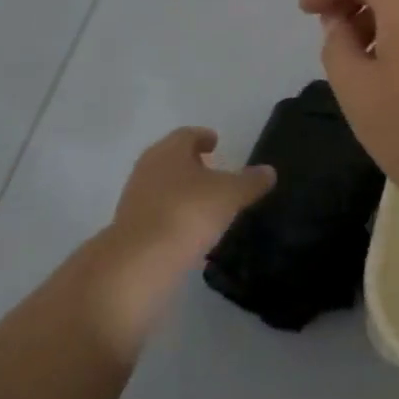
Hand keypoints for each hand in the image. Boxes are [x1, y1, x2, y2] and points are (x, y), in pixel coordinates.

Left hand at [109, 127, 274, 266]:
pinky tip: (187, 230)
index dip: (203, 137)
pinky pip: (156, 212)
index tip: (215, 142)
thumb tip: (269, 171)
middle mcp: (148, 167)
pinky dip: (172, 214)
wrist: (138, 263)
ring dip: (180, 189)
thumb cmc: (187, 213)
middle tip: (212, 171)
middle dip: (191, 163)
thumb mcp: (229, 195)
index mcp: (170, 150)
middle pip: (171, 158)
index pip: (188, 134)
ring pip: (162, 185)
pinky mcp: (129, 228)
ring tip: (203, 203)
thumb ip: (250, 182)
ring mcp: (135, 198)